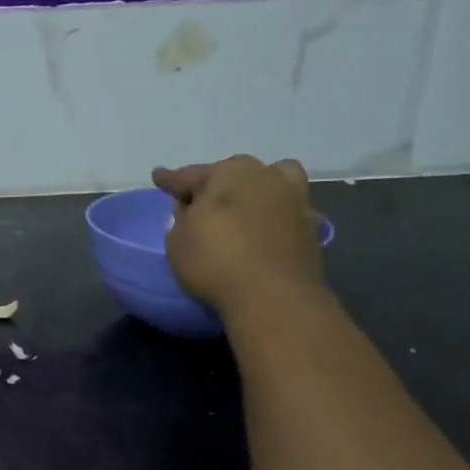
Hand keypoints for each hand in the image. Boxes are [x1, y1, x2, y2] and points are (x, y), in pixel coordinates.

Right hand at [151, 156, 325, 317]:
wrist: (274, 297)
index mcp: (227, 173)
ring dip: (256, 188)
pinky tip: (264, 228)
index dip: (171, 179)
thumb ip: (181, 218)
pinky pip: (287, 208)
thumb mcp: (177, 241)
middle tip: (199, 203)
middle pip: (233, 173)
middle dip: (215, 184)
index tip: (158, 176)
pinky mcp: (311, 224)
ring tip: (244, 206)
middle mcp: (264, 175)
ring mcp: (294, 198)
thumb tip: (192, 208)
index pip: (190, 175)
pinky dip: (275, 213)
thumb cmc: (215, 262)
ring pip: (272, 180)